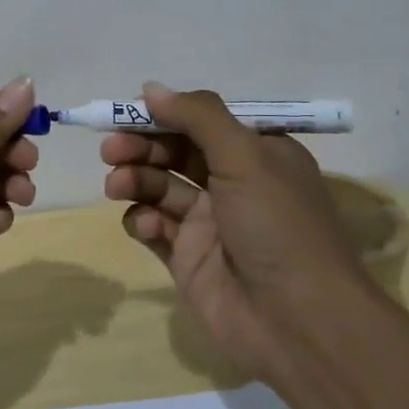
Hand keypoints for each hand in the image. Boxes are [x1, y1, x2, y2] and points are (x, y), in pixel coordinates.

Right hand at [101, 82, 369, 374]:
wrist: (297, 321)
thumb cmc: (277, 224)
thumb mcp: (245, 156)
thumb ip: (197, 116)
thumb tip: (151, 88)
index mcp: (257, 154)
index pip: (203, 121)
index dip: (166, 113)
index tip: (129, 110)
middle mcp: (233, 184)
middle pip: (175, 151)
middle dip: (141, 145)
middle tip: (111, 148)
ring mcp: (209, 223)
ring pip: (160, 187)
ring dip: (135, 179)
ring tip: (116, 185)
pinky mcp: (187, 258)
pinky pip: (155, 227)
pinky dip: (144, 220)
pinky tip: (146, 224)